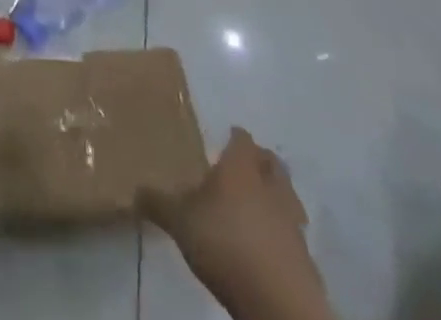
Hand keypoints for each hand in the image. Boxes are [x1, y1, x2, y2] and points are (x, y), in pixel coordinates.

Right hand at [142, 128, 333, 319]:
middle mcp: (270, 187)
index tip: (226, 138)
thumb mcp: (180, 222)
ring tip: (254, 207)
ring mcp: (292, 223)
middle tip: (243, 168)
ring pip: (287, 197)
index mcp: (241, 168)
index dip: (235, 137)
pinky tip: (264, 245)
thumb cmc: (225, 244)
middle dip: (260, 162)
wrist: (279, 304)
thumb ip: (158, 203)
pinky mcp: (305, 259)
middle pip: (272, 163)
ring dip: (274, 197)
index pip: (242, 139)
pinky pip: (293, 233)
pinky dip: (280, 232)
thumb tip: (135, 189)